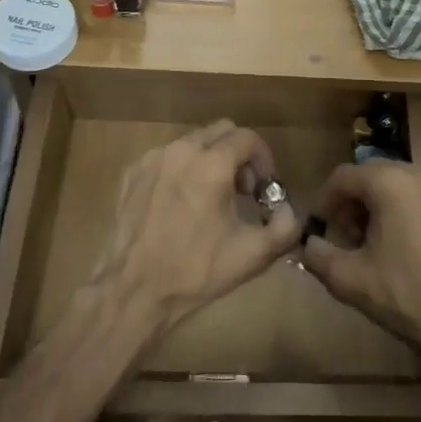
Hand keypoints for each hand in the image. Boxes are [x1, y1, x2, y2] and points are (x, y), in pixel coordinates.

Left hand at [88, 119, 304, 336]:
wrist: (134, 289)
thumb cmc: (196, 270)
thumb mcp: (253, 254)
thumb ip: (285, 226)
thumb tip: (287, 208)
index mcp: (212, 164)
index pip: (248, 138)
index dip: (263, 159)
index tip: (264, 188)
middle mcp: (182, 150)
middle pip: (221, 132)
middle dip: (238, 154)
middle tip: (241, 191)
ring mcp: (153, 159)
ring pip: (192, 142)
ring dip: (209, 160)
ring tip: (210, 198)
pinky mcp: (133, 172)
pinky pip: (167, 158)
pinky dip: (181, 170)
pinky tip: (180, 204)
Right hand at [302, 160, 420, 369]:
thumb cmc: (406, 298)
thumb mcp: (349, 280)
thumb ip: (317, 255)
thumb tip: (309, 244)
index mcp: (389, 183)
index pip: (343, 176)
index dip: (325, 200)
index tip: (322, 227)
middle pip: (374, 176)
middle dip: (355, 202)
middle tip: (350, 237)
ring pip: (404, 186)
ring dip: (385, 206)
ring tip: (381, 243)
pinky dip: (414, 213)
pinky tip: (415, 248)